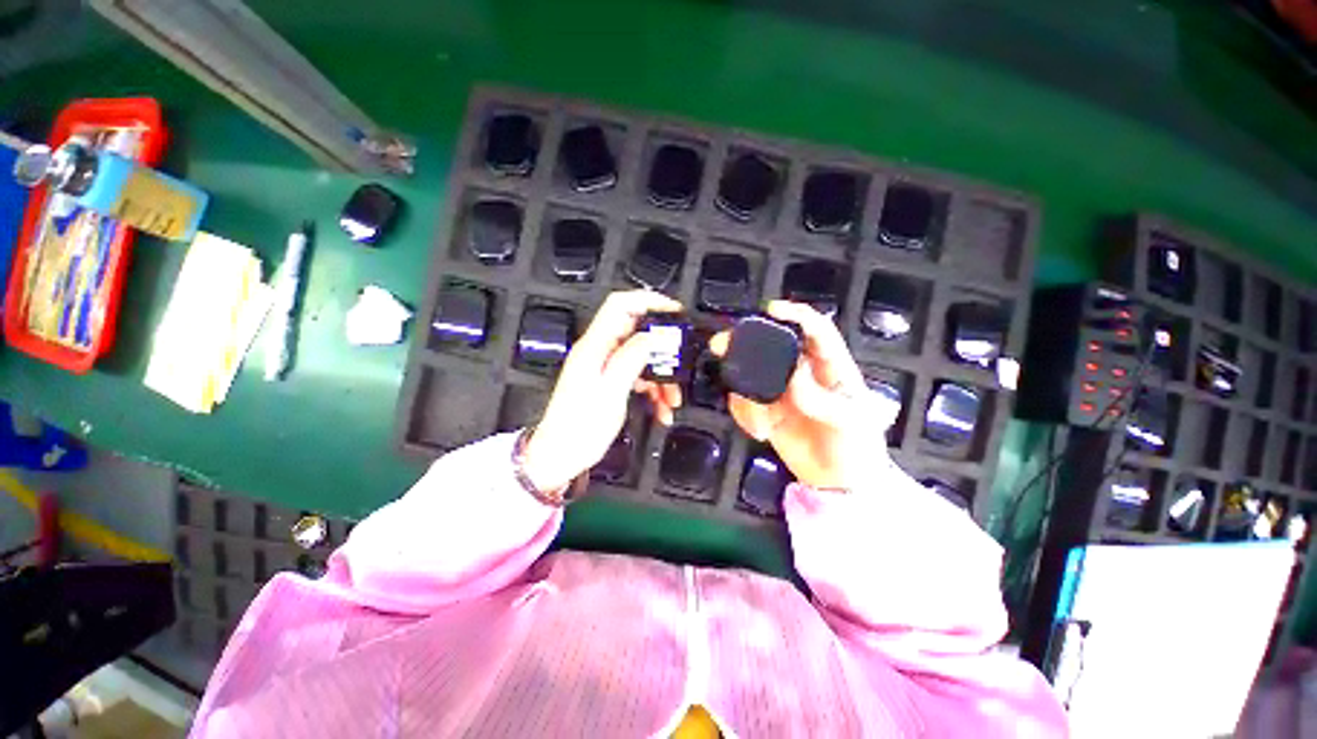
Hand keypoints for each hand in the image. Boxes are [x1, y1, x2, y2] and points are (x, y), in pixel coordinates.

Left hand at [521, 290, 683, 491]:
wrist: (560, 457)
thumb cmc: (578, 428)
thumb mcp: (610, 392)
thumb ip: (630, 359)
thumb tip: (652, 336)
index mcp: (594, 347)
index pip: (620, 305)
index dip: (648, 300)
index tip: (675, 312)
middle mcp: (599, 351)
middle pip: (637, 332)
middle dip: (663, 348)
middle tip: (682, 363)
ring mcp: (605, 367)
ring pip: (642, 358)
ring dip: (662, 376)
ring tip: (673, 400)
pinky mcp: (610, 382)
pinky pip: (639, 376)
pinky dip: (654, 390)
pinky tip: (663, 408)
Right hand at [711, 301, 884, 488]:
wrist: (841, 484)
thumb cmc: (857, 448)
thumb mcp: (851, 423)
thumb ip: (822, 398)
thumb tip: (794, 374)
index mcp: (832, 367)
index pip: (816, 331)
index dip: (796, 315)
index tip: (772, 310)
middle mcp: (803, 374)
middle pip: (772, 345)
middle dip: (746, 343)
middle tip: (721, 345)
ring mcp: (782, 392)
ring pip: (751, 374)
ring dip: (743, 393)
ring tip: (759, 424)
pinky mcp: (767, 411)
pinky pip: (745, 402)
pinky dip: (743, 414)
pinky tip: (758, 431)